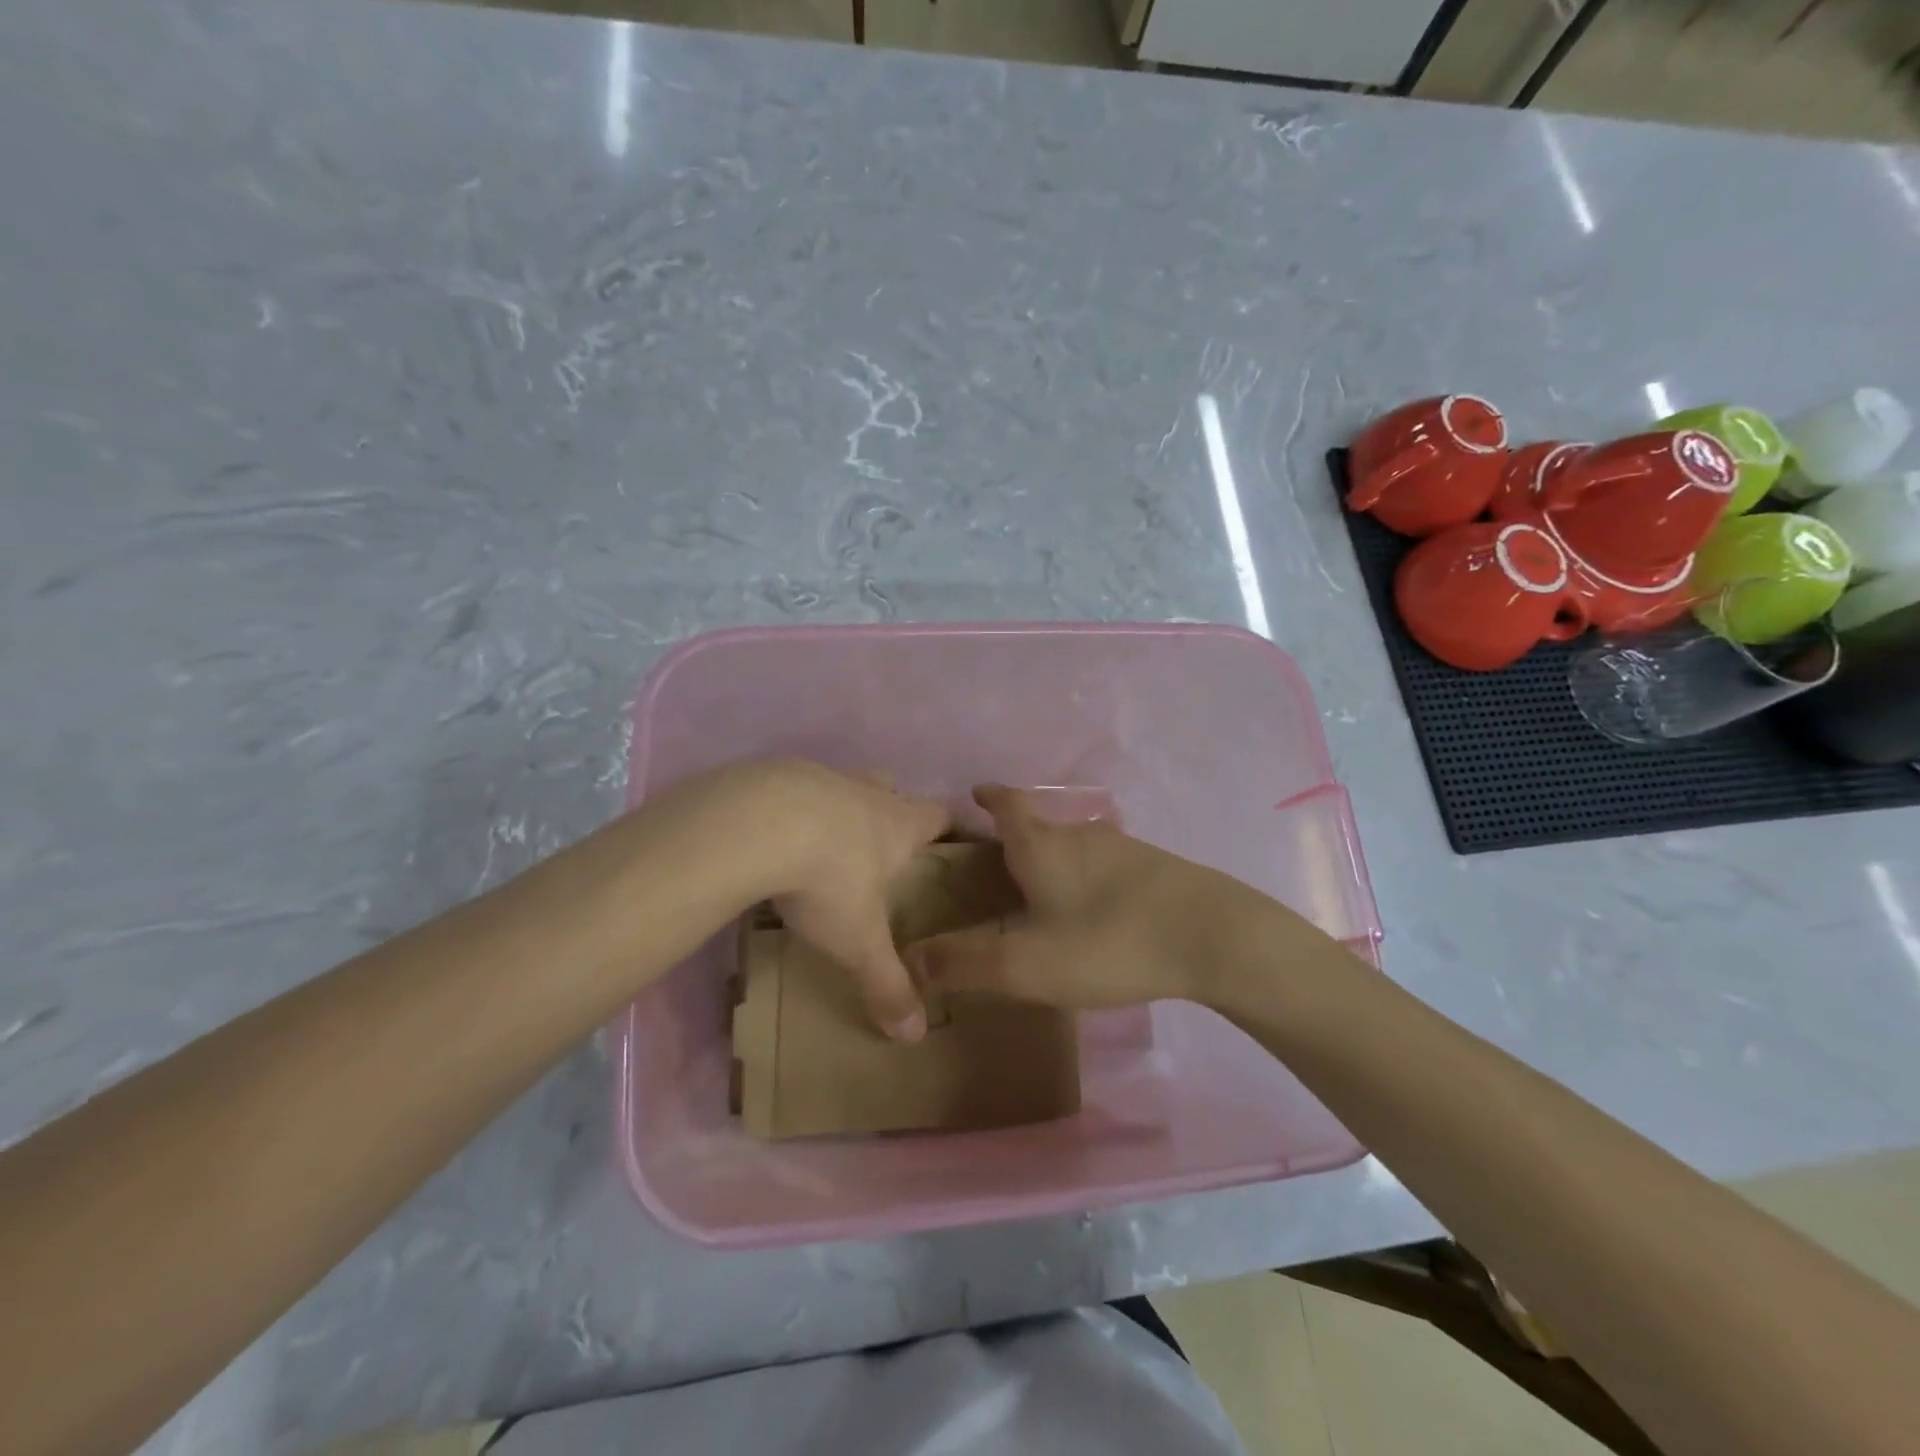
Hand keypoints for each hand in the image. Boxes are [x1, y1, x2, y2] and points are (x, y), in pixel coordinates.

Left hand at [745, 761, 949, 1040]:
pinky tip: (770, 835)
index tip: (956, 838)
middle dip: (892, 808)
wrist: (755, 823)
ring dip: (837, 807)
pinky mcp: (774, 774)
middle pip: (890, 788)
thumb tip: (914, 1035)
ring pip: (840, 785)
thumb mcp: (858, 941)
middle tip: (883, 842)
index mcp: (897, 824)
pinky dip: (789, 808)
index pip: (940, 815)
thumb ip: (886, 984)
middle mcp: (864, 793)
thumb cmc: (826, 879)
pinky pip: (790, 788)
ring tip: (820, 843)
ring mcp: (818, 778)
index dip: (952, 826)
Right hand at [904, 784, 1311, 1009]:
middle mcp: (1080, 835)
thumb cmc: (1110, 941)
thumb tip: (909, 958)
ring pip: (1074, 845)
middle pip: (1039, 825)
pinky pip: (1104, 864)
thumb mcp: (1028, 964)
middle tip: (995, 863)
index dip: (990, 797)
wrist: (1216, 936)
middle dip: (1015, 837)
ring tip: (1039, 888)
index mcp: (1043, 846)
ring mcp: (1122, 849)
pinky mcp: (1155, 869)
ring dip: (1052, 857)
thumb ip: (966, 963)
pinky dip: (1085, 877)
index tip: (975, 792)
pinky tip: (1093, 907)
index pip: (1008, 805)